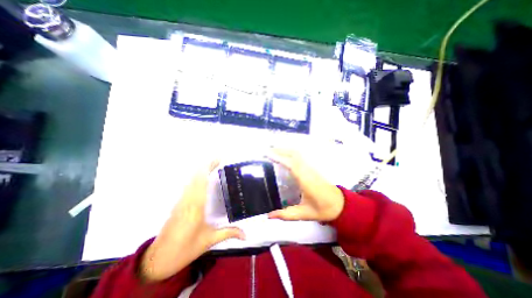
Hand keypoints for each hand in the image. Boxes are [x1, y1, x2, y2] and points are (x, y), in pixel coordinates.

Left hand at [137, 161, 243, 281]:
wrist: (158, 260)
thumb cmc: (185, 249)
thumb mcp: (209, 241)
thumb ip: (229, 233)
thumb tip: (246, 235)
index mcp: (196, 206)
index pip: (202, 181)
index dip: (208, 168)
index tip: (218, 160)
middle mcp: (187, 199)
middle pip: (195, 177)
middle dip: (206, 166)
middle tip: (219, 160)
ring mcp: (181, 201)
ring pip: (190, 180)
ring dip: (201, 171)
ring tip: (213, 166)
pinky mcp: (178, 204)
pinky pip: (188, 186)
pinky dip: (196, 178)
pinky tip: (202, 179)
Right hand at [266, 147, 345, 222]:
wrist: (340, 204)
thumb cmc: (322, 209)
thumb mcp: (303, 214)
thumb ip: (285, 215)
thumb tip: (268, 216)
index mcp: (305, 180)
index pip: (291, 164)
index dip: (279, 157)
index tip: (267, 154)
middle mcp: (307, 170)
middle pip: (293, 154)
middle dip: (280, 150)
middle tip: (267, 151)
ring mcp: (310, 167)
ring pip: (297, 154)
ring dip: (285, 150)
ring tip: (273, 151)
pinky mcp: (312, 168)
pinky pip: (299, 156)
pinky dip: (290, 153)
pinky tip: (284, 156)